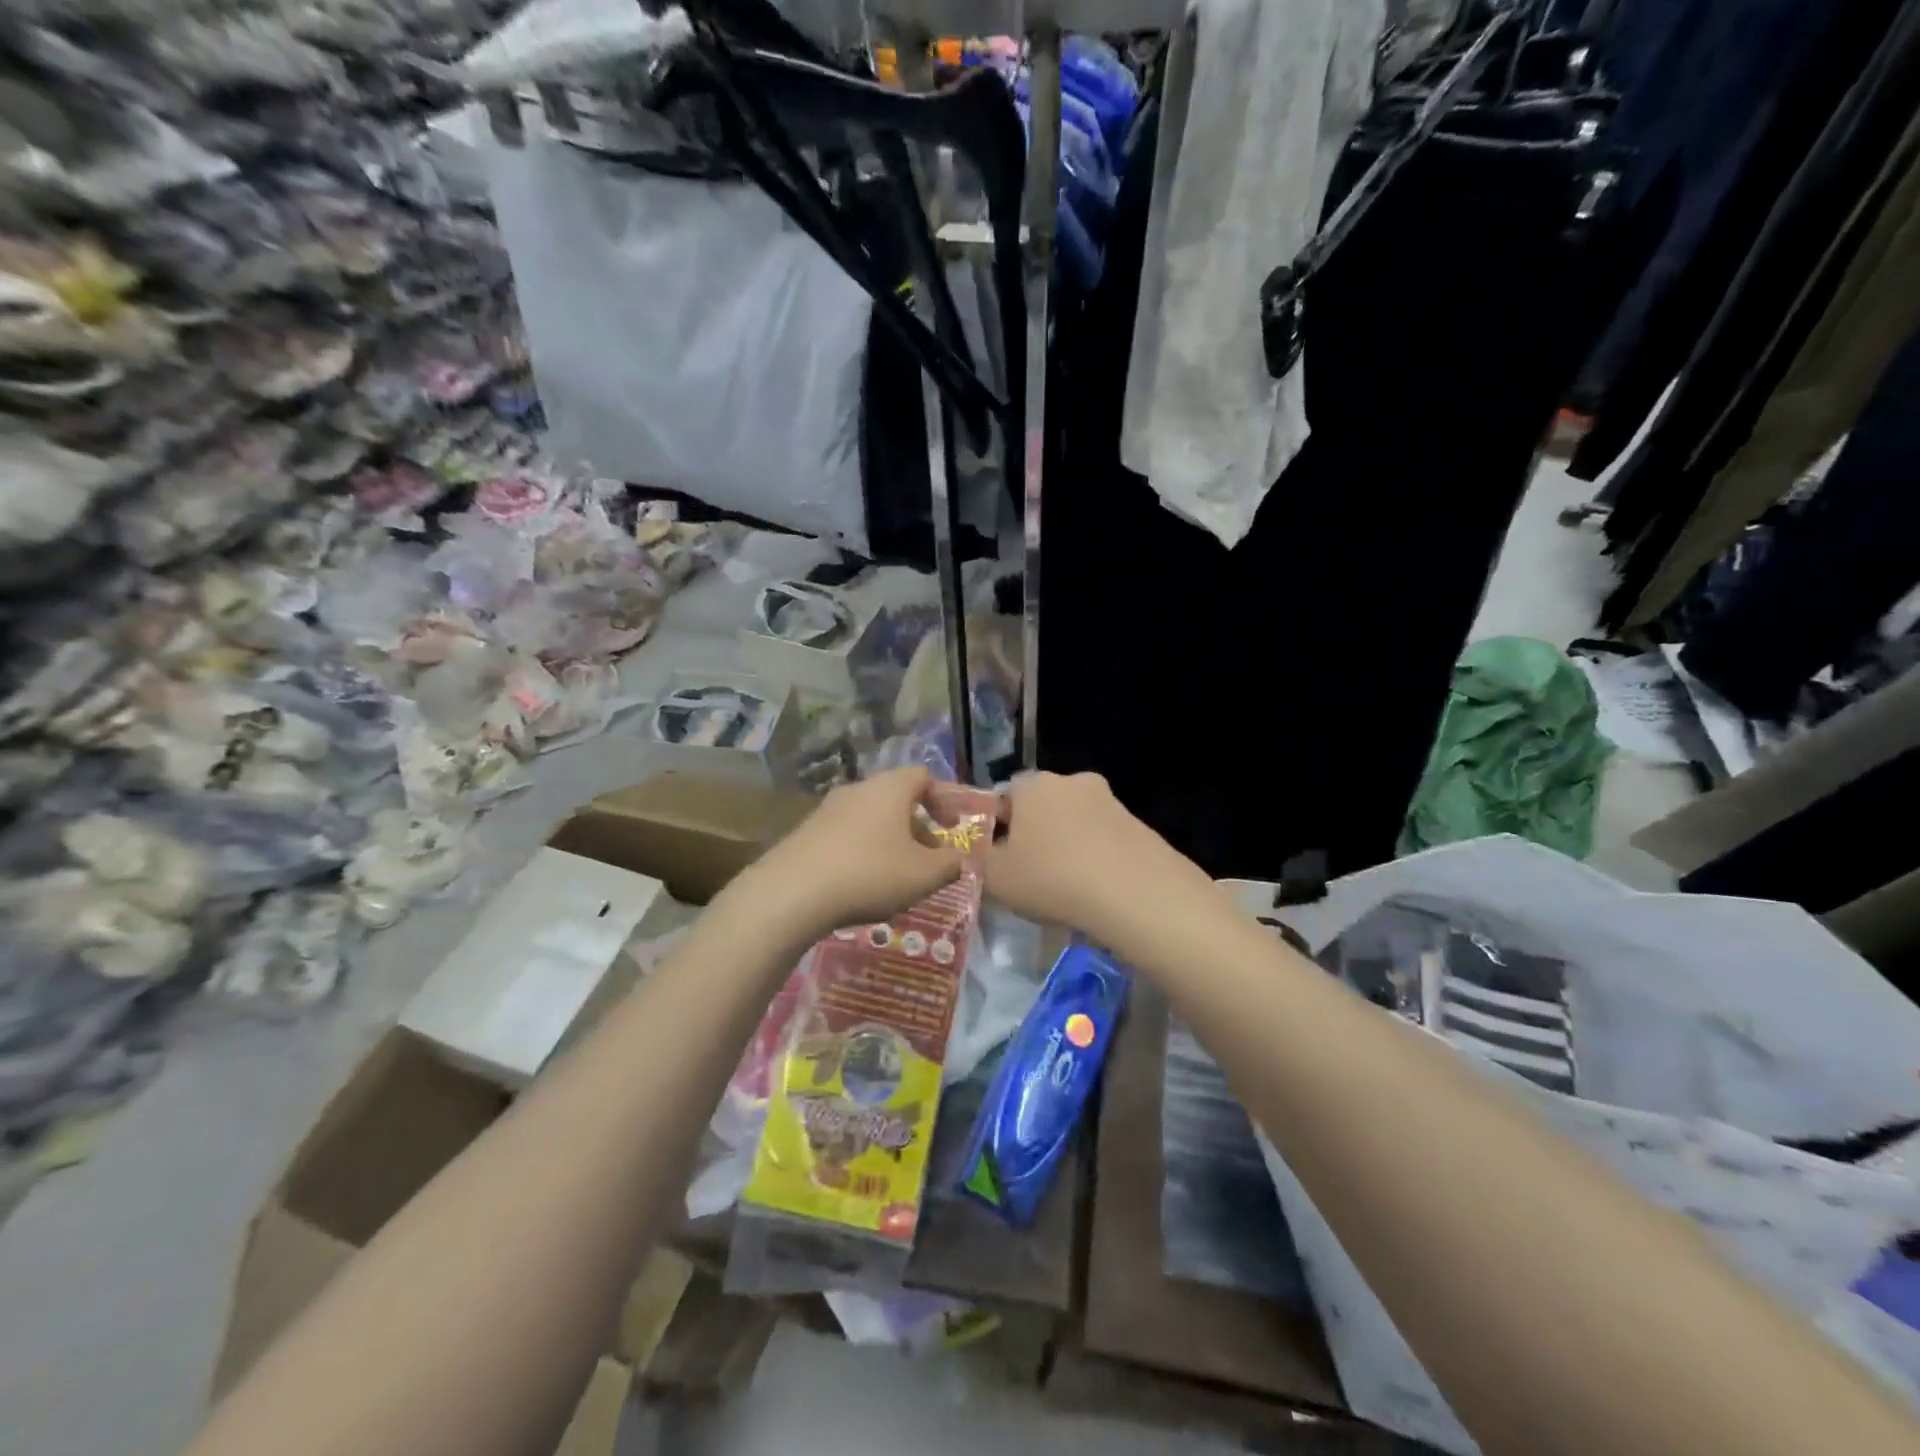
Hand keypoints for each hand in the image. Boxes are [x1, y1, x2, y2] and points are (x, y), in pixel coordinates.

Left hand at [739, 767, 967, 938]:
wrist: (792, 893)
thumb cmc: (870, 873)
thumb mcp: (924, 875)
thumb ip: (950, 864)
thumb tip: (958, 859)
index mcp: (890, 788)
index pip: (923, 777)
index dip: (942, 800)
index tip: (951, 829)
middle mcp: (858, 789)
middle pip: (895, 799)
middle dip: (916, 827)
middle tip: (927, 859)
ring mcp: (827, 810)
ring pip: (869, 818)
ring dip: (888, 841)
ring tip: (895, 877)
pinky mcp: (805, 832)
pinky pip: (845, 835)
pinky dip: (861, 852)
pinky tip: (860, 885)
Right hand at [980, 772, 1214, 944]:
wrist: (1134, 893)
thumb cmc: (1052, 877)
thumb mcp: (996, 877)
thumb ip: (977, 861)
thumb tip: (976, 853)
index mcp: (1033, 784)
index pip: (1005, 796)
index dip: (997, 828)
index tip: (999, 859)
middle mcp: (1073, 781)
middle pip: (1043, 807)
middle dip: (1035, 835)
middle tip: (1030, 874)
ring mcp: (1111, 801)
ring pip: (1076, 823)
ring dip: (1068, 847)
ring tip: (1065, 888)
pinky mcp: (1139, 825)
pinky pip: (1105, 841)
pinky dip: (1096, 859)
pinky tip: (1096, 891)